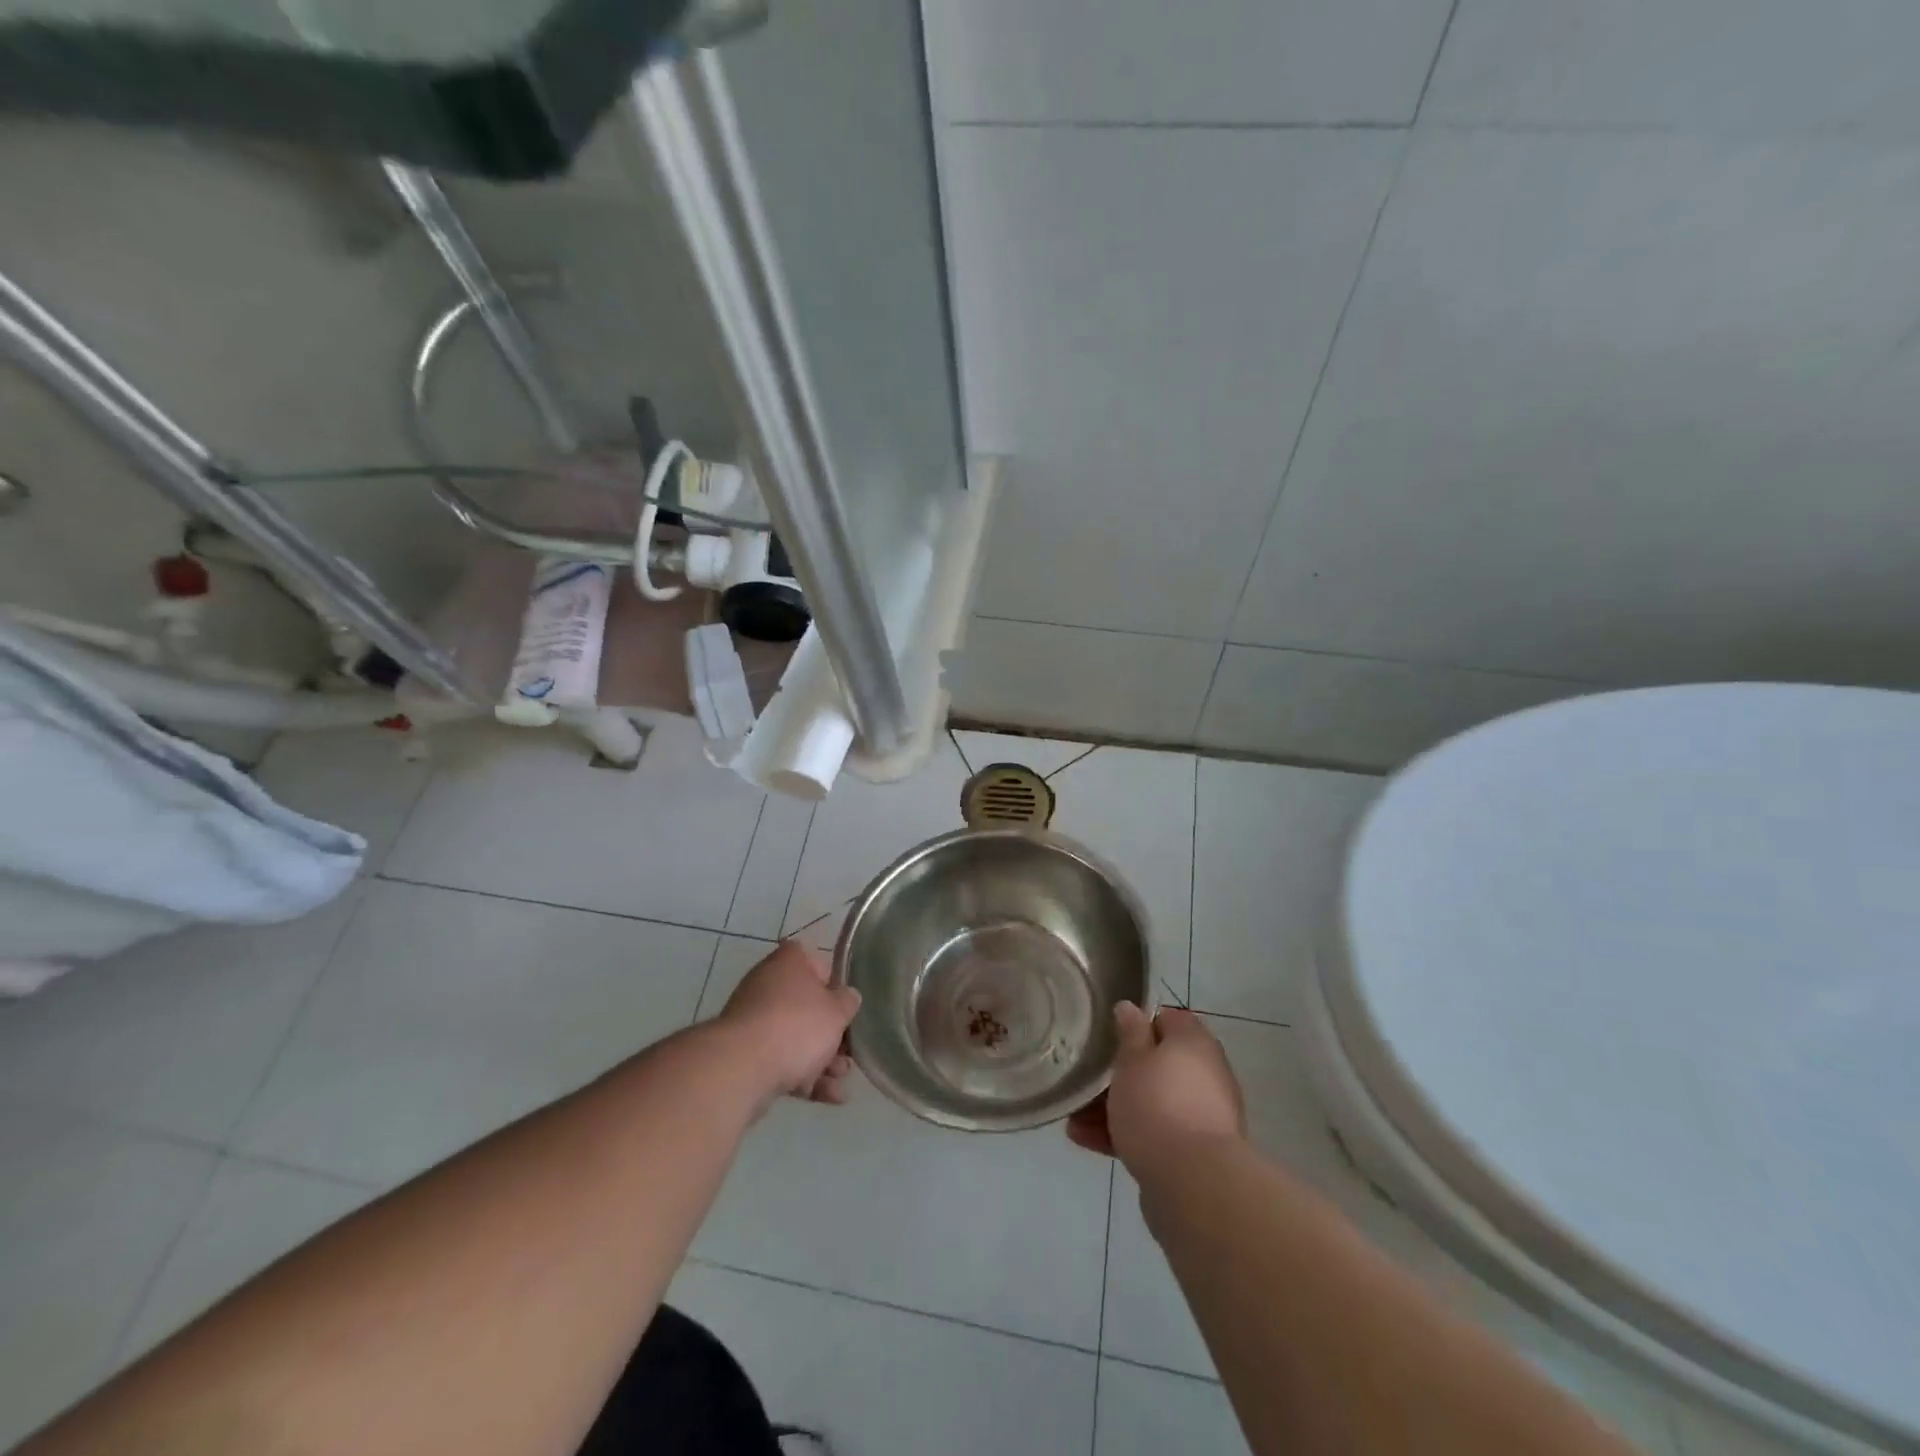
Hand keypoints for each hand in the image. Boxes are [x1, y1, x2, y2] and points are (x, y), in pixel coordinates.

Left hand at [717, 941, 861, 1110]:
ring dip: (823, 1060)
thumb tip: (848, 997)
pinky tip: (829, 1096)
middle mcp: (769, 985)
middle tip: (850, 1053)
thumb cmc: (796, 1026)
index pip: (818, 964)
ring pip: (796, 1038)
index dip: (836, 986)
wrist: (742, 1068)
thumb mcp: (837, 1011)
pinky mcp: (746, 1055)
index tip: (848, 1007)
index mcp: (790, 962)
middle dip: (833, 1034)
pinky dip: (804, 1077)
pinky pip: (782, 1061)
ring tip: (841, 1080)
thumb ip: (848, 1002)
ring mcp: (755, 1021)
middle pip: (809, 1007)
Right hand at [1067, 1003, 1244, 1169]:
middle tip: (1087, 1080)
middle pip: (1157, 1064)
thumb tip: (1130, 1007)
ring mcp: (1202, 1115)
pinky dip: (1126, 1134)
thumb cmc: (1157, 1105)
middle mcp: (1205, 1074)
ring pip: (1152, 1101)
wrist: (1193, 1183)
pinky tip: (1087, 1141)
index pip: (1167, 1019)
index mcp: (1194, 1042)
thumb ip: (1130, 1033)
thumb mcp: (1132, 1060)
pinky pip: (1155, 1133)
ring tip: (1075, 1120)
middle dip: (1120, 1074)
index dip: (1137, 1025)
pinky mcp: (1194, 1152)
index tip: (1109, 1035)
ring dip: (1116, 1108)